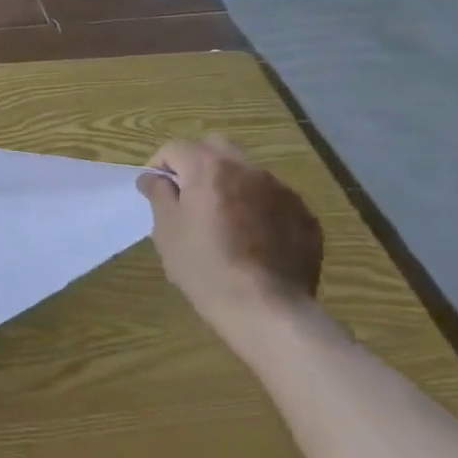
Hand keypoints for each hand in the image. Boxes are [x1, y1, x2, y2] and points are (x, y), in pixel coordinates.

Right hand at [137, 136, 322, 330]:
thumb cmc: (205, 268)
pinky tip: (253, 239)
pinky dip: (258, 207)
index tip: (155, 190)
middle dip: (197, 162)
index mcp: (209, 169)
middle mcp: (248, 170)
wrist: (268, 310)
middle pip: (216, 147)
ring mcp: (282, 191)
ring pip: (247, 172)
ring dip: (230, 185)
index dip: (160, 165)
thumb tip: (153, 177)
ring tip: (224, 220)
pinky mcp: (304, 215)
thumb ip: (158, 194)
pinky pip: (273, 199)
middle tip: (188, 195)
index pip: (176, 148)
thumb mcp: (166, 231)